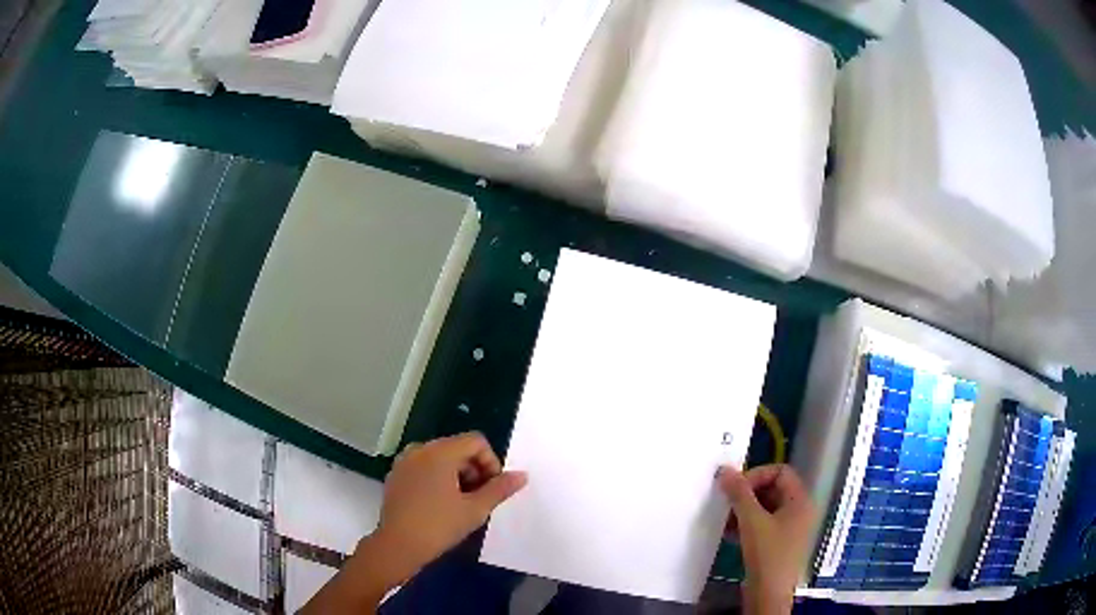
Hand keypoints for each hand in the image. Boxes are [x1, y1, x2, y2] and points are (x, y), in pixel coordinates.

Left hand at [370, 432, 527, 580]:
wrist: (397, 546)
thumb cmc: (439, 526)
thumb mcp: (475, 509)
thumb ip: (499, 489)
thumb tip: (522, 475)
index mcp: (439, 452)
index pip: (475, 441)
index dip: (491, 462)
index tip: (492, 488)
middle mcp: (420, 449)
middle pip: (457, 448)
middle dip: (474, 470)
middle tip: (479, 499)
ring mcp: (404, 462)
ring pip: (440, 458)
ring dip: (457, 475)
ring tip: (461, 504)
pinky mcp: (396, 475)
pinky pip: (424, 467)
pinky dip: (438, 478)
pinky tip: (440, 505)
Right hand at [718, 464, 814, 613]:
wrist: (769, 595)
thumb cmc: (767, 554)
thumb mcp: (751, 521)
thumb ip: (739, 494)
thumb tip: (724, 470)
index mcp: (800, 501)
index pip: (780, 472)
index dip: (757, 475)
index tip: (735, 488)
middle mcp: (798, 511)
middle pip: (773, 489)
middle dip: (747, 494)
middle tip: (727, 502)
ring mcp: (790, 529)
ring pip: (766, 508)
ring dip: (744, 510)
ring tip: (724, 519)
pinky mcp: (778, 544)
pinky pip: (763, 524)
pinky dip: (747, 524)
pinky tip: (729, 533)